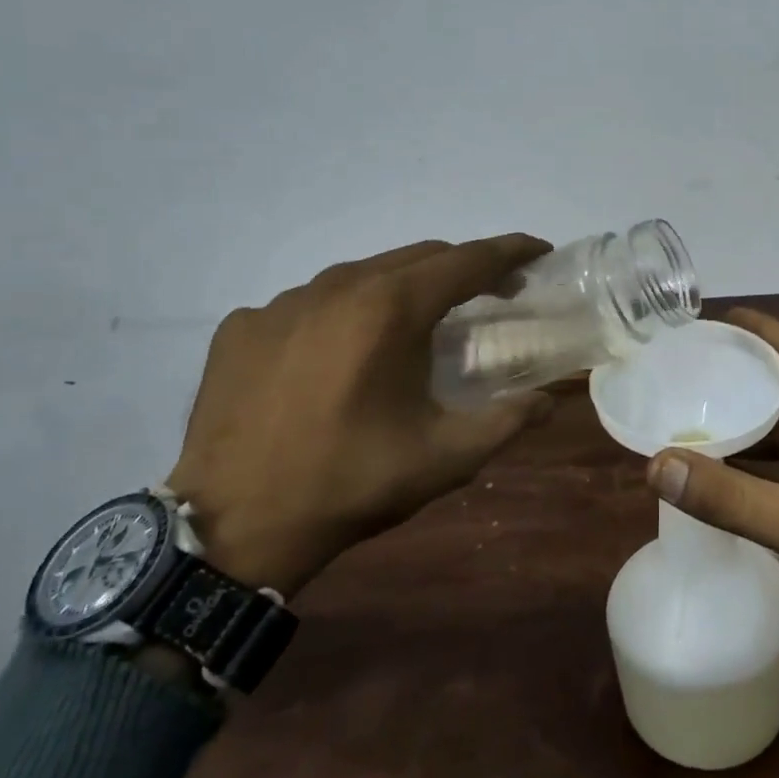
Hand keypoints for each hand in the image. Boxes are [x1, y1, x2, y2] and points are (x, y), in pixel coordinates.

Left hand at [166, 236, 554, 597]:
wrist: (231, 526)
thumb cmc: (350, 482)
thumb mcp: (446, 458)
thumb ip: (508, 421)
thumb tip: (548, 401)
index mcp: (392, 308)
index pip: (468, 259)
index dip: (511, 251)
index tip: (538, 252)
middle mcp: (338, 286)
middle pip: (419, 257)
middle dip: (463, 268)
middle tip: (491, 294)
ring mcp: (283, 301)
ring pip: (363, 274)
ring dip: (403, 289)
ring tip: (415, 327)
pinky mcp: (244, 325)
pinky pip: (309, 303)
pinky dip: (342, 315)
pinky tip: (339, 356)